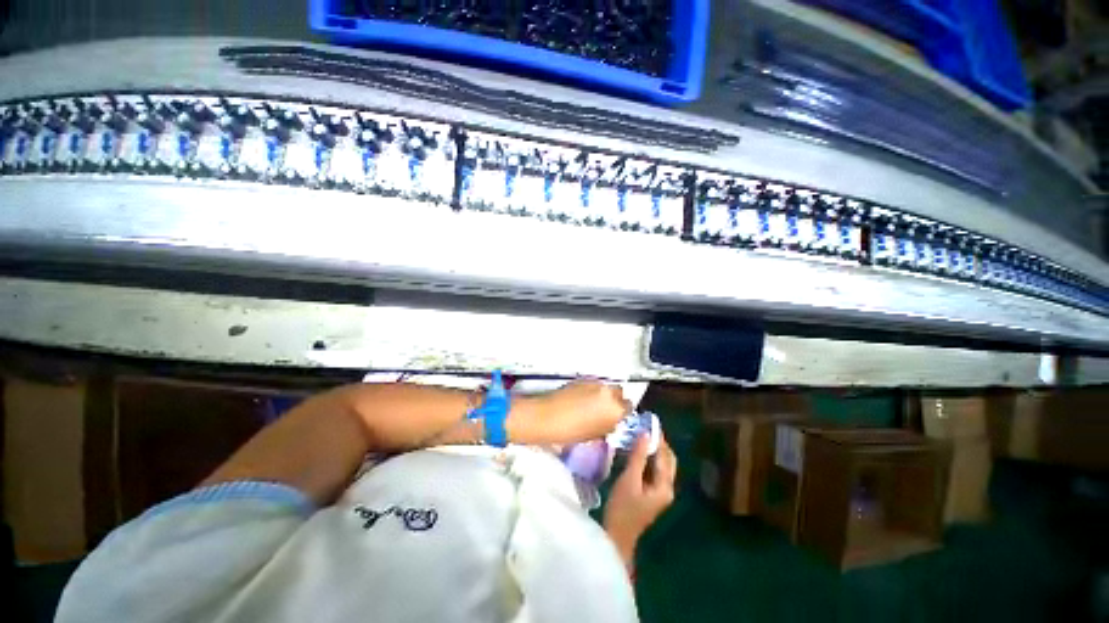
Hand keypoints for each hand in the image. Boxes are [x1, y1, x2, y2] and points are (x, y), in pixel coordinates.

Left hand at [514, 380, 629, 444]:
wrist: (547, 417)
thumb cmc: (570, 432)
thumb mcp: (594, 434)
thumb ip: (607, 425)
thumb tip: (611, 421)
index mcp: (614, 410)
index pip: (629, 407)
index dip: (623, 412)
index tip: (617, 416)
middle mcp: (608, 392)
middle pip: (619, 392)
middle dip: (615, 399)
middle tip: (606, 409)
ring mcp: (595, 383)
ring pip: (606, 386)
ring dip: (604, 394)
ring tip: (593, 404)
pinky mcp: (582, 378)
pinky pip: (594, 384)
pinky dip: (593, 390)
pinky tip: (583, 398)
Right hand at [603, 433, 676, 569]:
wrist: (617, 536)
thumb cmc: (622, 508)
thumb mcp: (629, 479)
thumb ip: (638, 456)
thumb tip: (645, 433)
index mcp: (664, 486)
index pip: (664, 455)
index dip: (658, 438)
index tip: (648, 421)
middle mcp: (667, 487)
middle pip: (667, 459)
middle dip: (658, 443)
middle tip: (644, 427)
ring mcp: (660, 491)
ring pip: (660, 464)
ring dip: (652, 449)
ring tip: (638, 434)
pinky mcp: (651, 492)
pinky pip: (653, 469)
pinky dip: (647, 458)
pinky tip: (636, 451)